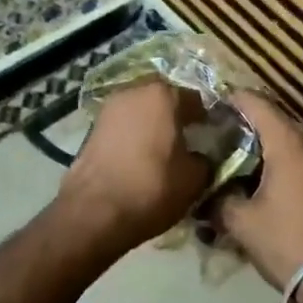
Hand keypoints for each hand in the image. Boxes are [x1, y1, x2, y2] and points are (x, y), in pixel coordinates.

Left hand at [53, 80, 211, 253]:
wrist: (94, 211)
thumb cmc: (152, 187)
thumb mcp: (194, 179)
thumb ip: (205, 160)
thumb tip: (201, 157)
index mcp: (165, 95)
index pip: (195, 99)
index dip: (206, 118)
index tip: (211, 135)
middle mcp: (135, 91)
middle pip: (164, 97)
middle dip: (175, 114)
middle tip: (186, 138)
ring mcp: (109, 107)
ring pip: (140, 109)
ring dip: (151, 122)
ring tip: (161, 148)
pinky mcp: (92, 126)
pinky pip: (123, 124)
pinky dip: (133, 134)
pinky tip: (139, 156)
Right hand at [210, 91, 302, 290]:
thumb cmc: (288, 243)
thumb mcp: (242, 223)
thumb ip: (219, 199)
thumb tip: (206, 193)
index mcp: (289, 144)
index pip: (257, 104)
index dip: (231, 99)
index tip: (209, 106)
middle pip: (275, 119)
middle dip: (247, 124)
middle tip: (218, 136)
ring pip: (291, 140)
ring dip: (266, 145)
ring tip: (237, 160)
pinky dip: (282, 160)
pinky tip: (264, 181)